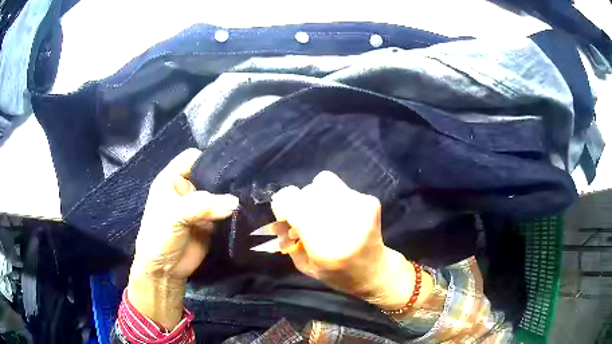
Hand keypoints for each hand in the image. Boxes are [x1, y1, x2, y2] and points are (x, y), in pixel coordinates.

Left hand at [127, 148, 237, 327]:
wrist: (165, 270)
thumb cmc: (159, 237)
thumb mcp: (174, 216)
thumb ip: (202, 206)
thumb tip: (235, 202)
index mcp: (173, 179)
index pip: (193, 157)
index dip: (209, 156)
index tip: (232, 160)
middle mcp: (188, 189)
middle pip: (210, 174)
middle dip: (227, 176)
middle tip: (249, 177)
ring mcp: (201, 206)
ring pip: (220, 193)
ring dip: (233, 194)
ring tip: (253, 192)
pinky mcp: (212, 222)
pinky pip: (226, 211)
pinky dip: (236, 211)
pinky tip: (249, 207)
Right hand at [270, 171, 431, 310]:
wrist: (374, 272)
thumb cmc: (337, 274)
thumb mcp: (304, 265)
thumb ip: (287, 239)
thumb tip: (280, 215)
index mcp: (322, 244)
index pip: (290, 201)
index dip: (281, 205)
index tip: (286, 217)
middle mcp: (342, 221)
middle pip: (306, 191)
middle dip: (300, 203)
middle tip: (307, 219)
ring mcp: (359, 207)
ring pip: (323, 182)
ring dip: (317, 196)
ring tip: (324, 214)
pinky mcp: (369, 201)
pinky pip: (340, 187)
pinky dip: (334, 198)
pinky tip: (342, 216)